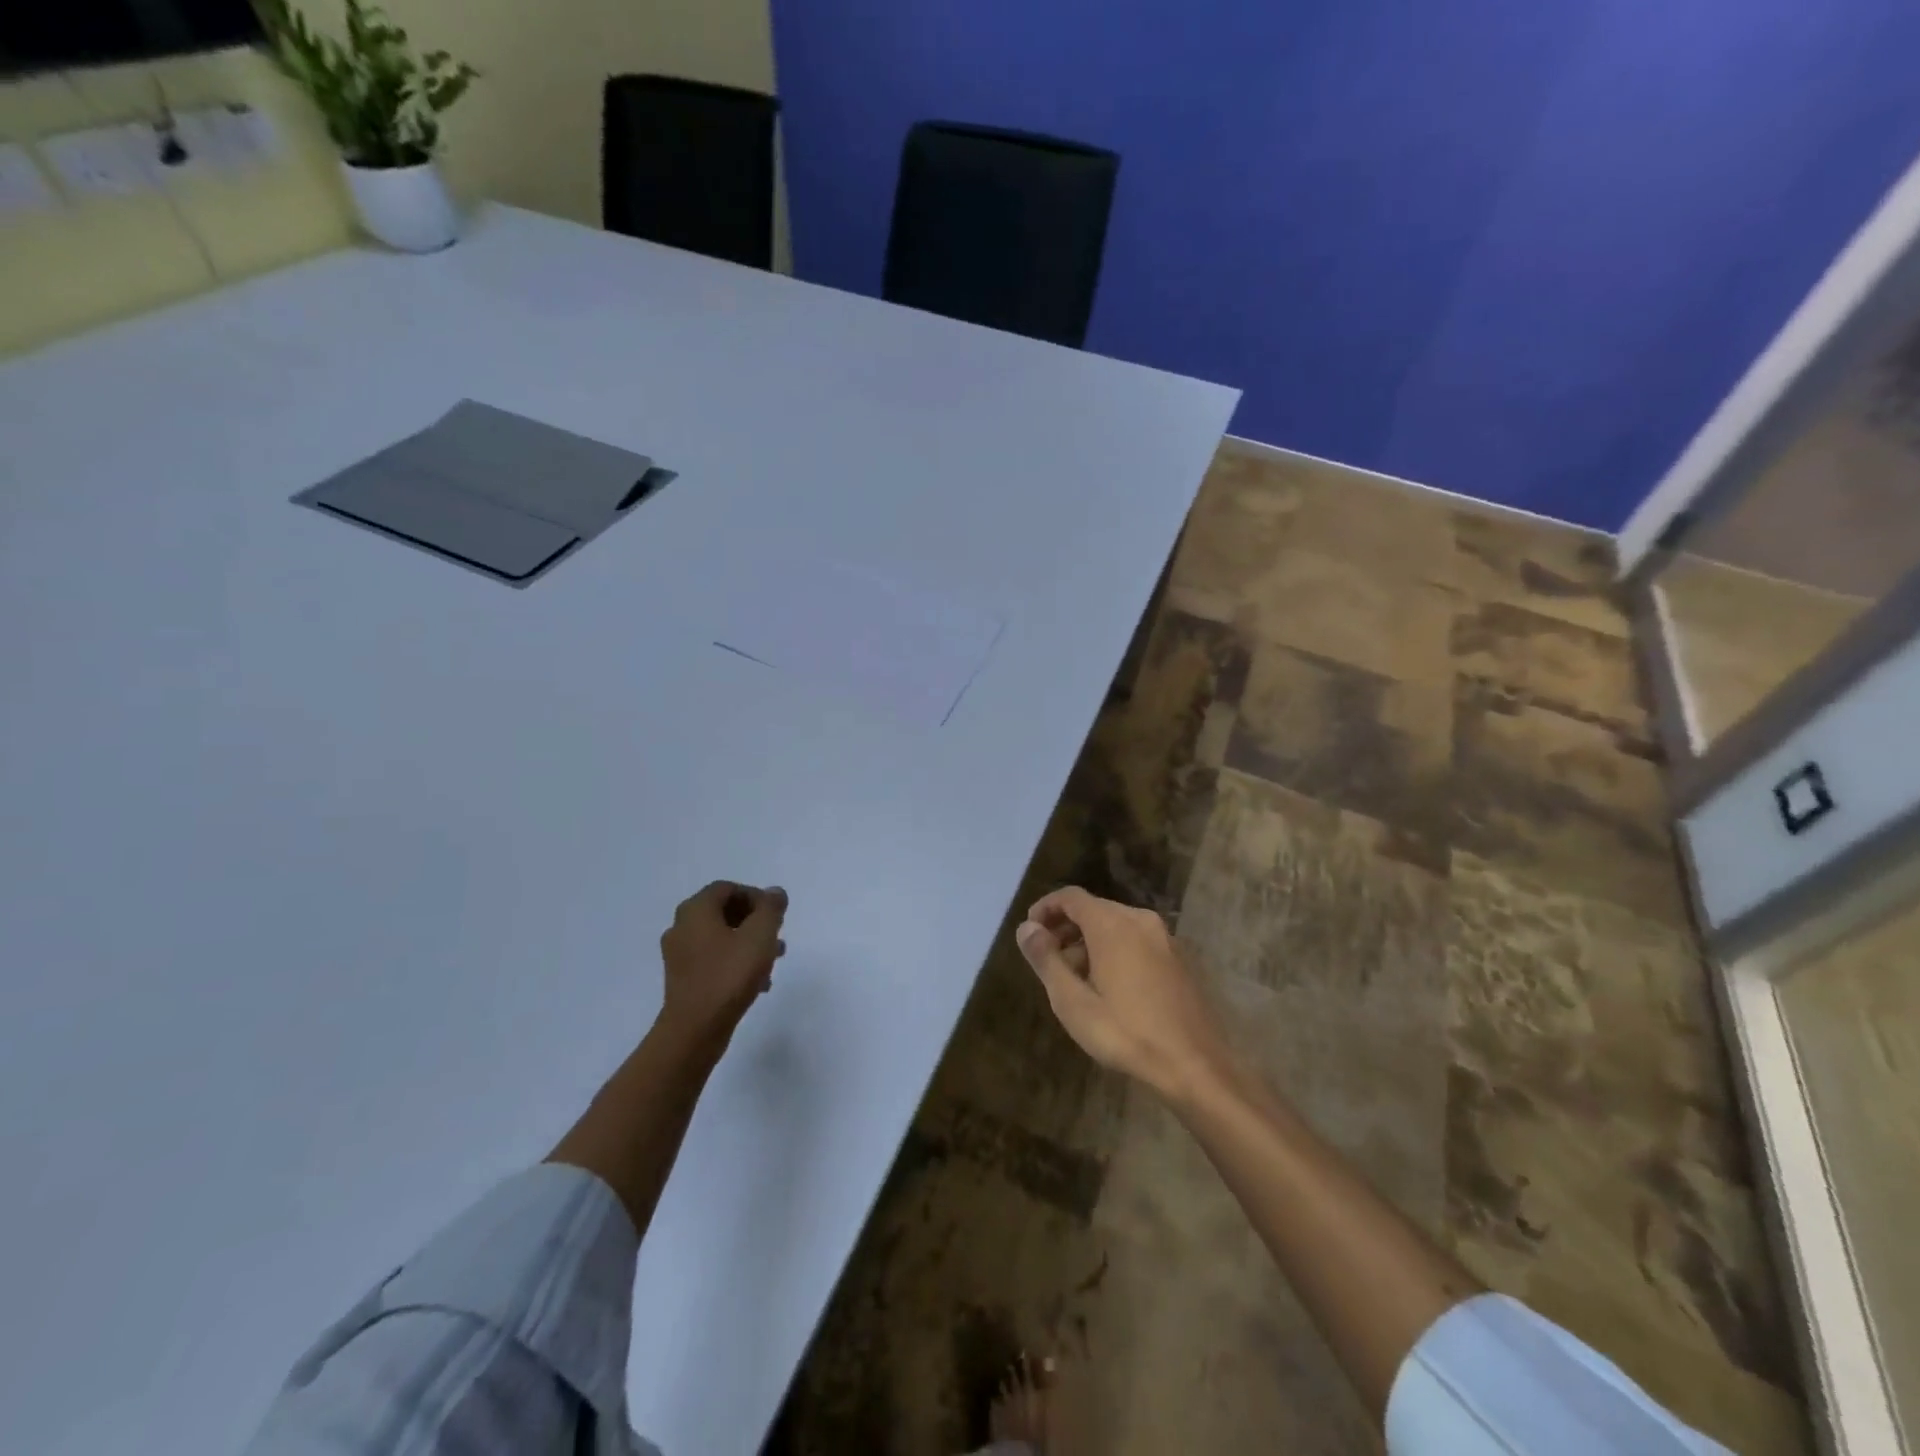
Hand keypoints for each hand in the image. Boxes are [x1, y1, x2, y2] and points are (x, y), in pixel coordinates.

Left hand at [657, 881, 787, 1048]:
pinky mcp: (683, 979)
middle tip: (776, 934)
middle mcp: (682, 927)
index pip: (727, 888)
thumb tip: (774, 893)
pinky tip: (758, 982)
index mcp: (696, 910)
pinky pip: (713, 960)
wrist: (694, 1030)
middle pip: (723, 912)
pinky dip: (735, 962)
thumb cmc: (729, 975)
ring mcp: (679, 955)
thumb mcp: (760, 935)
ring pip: (720, 938)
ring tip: (774, 959)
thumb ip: (771, 909)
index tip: (775, 914)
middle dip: (754, 920)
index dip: (755, 896)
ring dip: (748, 943)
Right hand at [1015, 886, 1229, 1100]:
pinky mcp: (1178, 960)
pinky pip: (1136, 941)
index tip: (1029, 932)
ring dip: (1089, 942)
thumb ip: (1046, 959)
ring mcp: (1164, 939)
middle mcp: (1139, 920)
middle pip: (1093, 909)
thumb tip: (1026, 929)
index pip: (1071, 897)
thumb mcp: (1073, 1001)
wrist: (1195, 1066)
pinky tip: (1108, 987)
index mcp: (1112, 924)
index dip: (1045, 908)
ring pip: (1116, 926)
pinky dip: (1114, 950)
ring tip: (1073, 978)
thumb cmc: (1125, 1032)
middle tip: (1047, 959)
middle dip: (1065, 928)